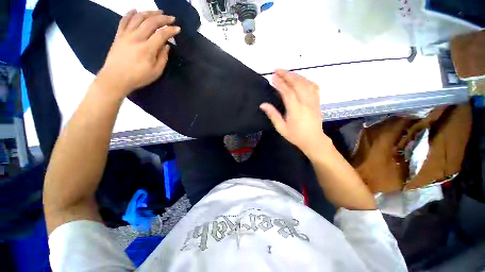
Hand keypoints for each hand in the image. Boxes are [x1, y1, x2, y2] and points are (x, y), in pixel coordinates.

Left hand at [96, 10, 179, 98]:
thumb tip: (166, 46)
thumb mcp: (156, 72)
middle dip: (163, 18)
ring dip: (149, 13)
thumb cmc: (138, 77)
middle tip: (171, 17)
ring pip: (138, 18)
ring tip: (157, 12)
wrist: (115, 78)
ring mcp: (126, 35)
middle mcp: (137, 38)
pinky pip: (124, 20)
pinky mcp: (119, 35)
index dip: (171, 30)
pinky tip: (135, 10)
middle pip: (151, 22)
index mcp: (147, 49)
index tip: (178, 29)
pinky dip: (130, 13)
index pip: (161, 34)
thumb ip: (163, 58)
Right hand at [260, 69, 330, 157]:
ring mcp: (313, 101)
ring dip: (296, 76)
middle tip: (277, 70)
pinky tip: (301, 79)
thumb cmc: (295, 136)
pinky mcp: (317, 101)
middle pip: (297, 84)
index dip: (280, 83)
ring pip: (306, 83)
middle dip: (287, 75)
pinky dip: (306, 80)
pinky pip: (314, 87)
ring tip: (287, 73)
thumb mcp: (281, 128)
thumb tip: (263, 105)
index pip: (287, 92)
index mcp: (296, 110)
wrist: (313, 140)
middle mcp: (306, 102)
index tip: (273, 77)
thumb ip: (273, 115)